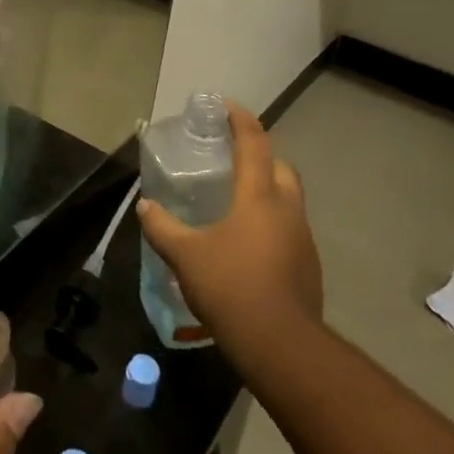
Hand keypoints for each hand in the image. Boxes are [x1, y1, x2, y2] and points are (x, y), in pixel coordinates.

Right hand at [137, 103, 322, 350]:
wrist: (282, 348)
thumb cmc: (231, 288)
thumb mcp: (185, 256)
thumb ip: (162, 227)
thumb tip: (145, 206)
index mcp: (260, 196)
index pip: (254, 142)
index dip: (240, 119)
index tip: (225, 106)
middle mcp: (287, 209)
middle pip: (280, 167)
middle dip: (260, 155)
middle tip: (231, 158)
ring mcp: (303, 239)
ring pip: (289, 199)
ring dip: (267, 191)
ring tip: (236, 202)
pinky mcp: (309, 267)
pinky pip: (290, 229)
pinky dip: (271, 223)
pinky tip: (248, 245)